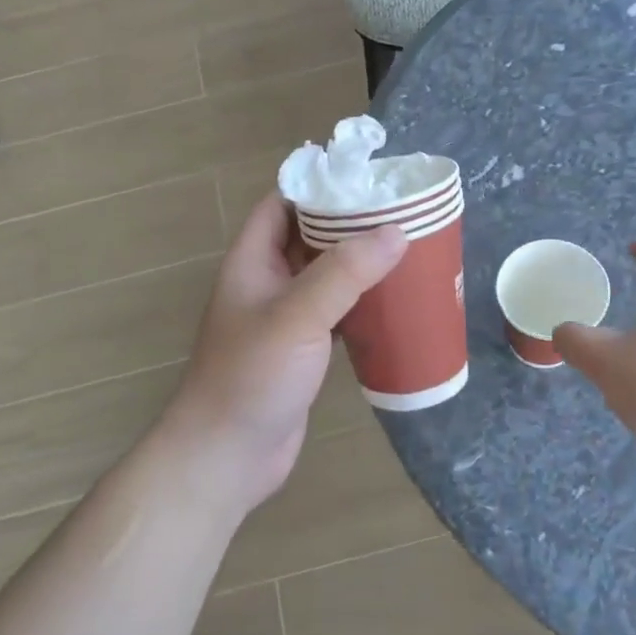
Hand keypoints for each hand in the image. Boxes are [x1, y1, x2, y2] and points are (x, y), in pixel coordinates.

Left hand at [156, 195, 405, 515]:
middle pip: (309, 237)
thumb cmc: (250, 377)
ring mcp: (285, 319)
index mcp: (252, 261)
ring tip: (409, 249)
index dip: (318, 186)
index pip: (282, 204)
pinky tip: (397, 301)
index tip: (366, 177)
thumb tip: (395, 231)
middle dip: (350, 223)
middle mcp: (267, 282)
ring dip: (360, 264)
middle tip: (401, 212)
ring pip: (326, 277)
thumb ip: (344, 273)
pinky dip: (363, 303)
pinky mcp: (303, 351)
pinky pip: (337, 313)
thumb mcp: (297, 316)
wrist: (226, 457)